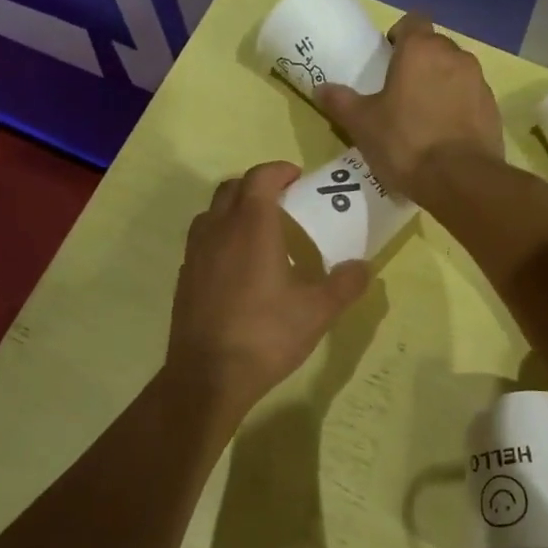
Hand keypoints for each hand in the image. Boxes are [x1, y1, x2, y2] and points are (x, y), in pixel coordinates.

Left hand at [166, 162, 370, 418]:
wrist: (208, 376)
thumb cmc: (266, 336)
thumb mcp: (317, 312)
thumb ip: (344, 284)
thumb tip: (363, 267)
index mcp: (251, 227)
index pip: (260, 178)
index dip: (279, 171)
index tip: (298, 178)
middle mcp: (218, 231)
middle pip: (231, 189)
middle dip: (256, 186)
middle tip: (283, 202)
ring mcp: (195, 255)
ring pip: (211, 214)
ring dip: (234, 210)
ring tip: (259, 231)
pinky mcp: (184, 279)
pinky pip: (202, 242)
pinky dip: (220, 238)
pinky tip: (238, 267)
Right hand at [316, 13, 503, 199]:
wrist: (459, 179)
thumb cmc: (405, 143)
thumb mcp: (362, 124)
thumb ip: (341, 102)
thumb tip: (321, 89)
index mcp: (421, 50)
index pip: (412, 22)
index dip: (399, 36)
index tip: (388, 59)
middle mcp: (455, 56)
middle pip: (435, 48)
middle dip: (419, 63)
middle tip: (400, 92)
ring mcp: (479, 82)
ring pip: (455, 73)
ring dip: (440, 86)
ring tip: (423, 117)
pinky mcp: (492, 109)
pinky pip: (470, 99)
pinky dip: (458, 109)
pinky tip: (444, 137)